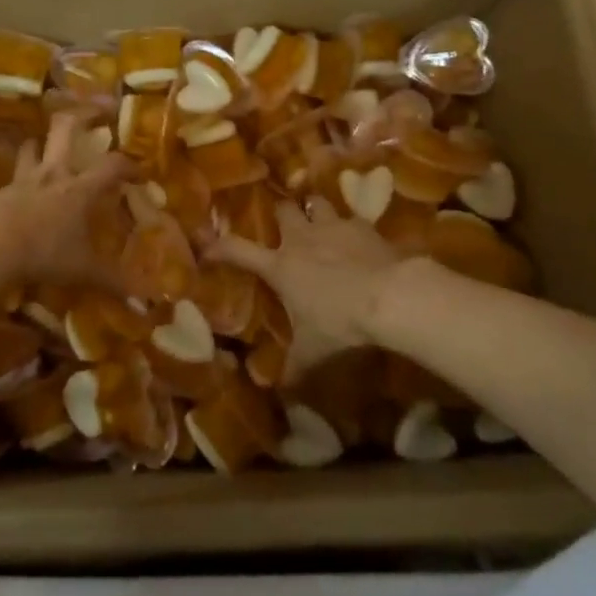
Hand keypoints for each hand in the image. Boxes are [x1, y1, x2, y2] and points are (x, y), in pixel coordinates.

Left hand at [0, 112, 135, 283]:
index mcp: (79, 187)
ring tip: (50, 145)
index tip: (140, 173)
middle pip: (67, 127)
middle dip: (84, 112)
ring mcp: (25, 178)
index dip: (130, 165)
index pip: (112, 165)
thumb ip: (113, 280)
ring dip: (43, 142)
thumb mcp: (83, 270)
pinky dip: (22, 173)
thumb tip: (145, 298)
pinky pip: (14, 173)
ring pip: (34, 145)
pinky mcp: (2, 190)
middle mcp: (54, 173)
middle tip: (99, 109)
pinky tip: (23, 185)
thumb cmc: (44, 253)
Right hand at [208, 203, 404, 381]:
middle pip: (283, 210)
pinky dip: (352, 227)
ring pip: (316, 203)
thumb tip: (278, 392)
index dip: (220, 246)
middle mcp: (302, 238)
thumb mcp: (314, 351)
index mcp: (280, 266)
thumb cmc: (340, 322)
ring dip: (316, 211)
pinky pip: (352, 218)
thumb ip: (294, 368)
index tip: (206, 244)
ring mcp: (333, 227)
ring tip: (320, 220)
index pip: (239, 250)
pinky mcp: (363, 226)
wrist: (389, 296)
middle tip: (284, 222)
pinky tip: (360, 238)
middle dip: (281, 213)